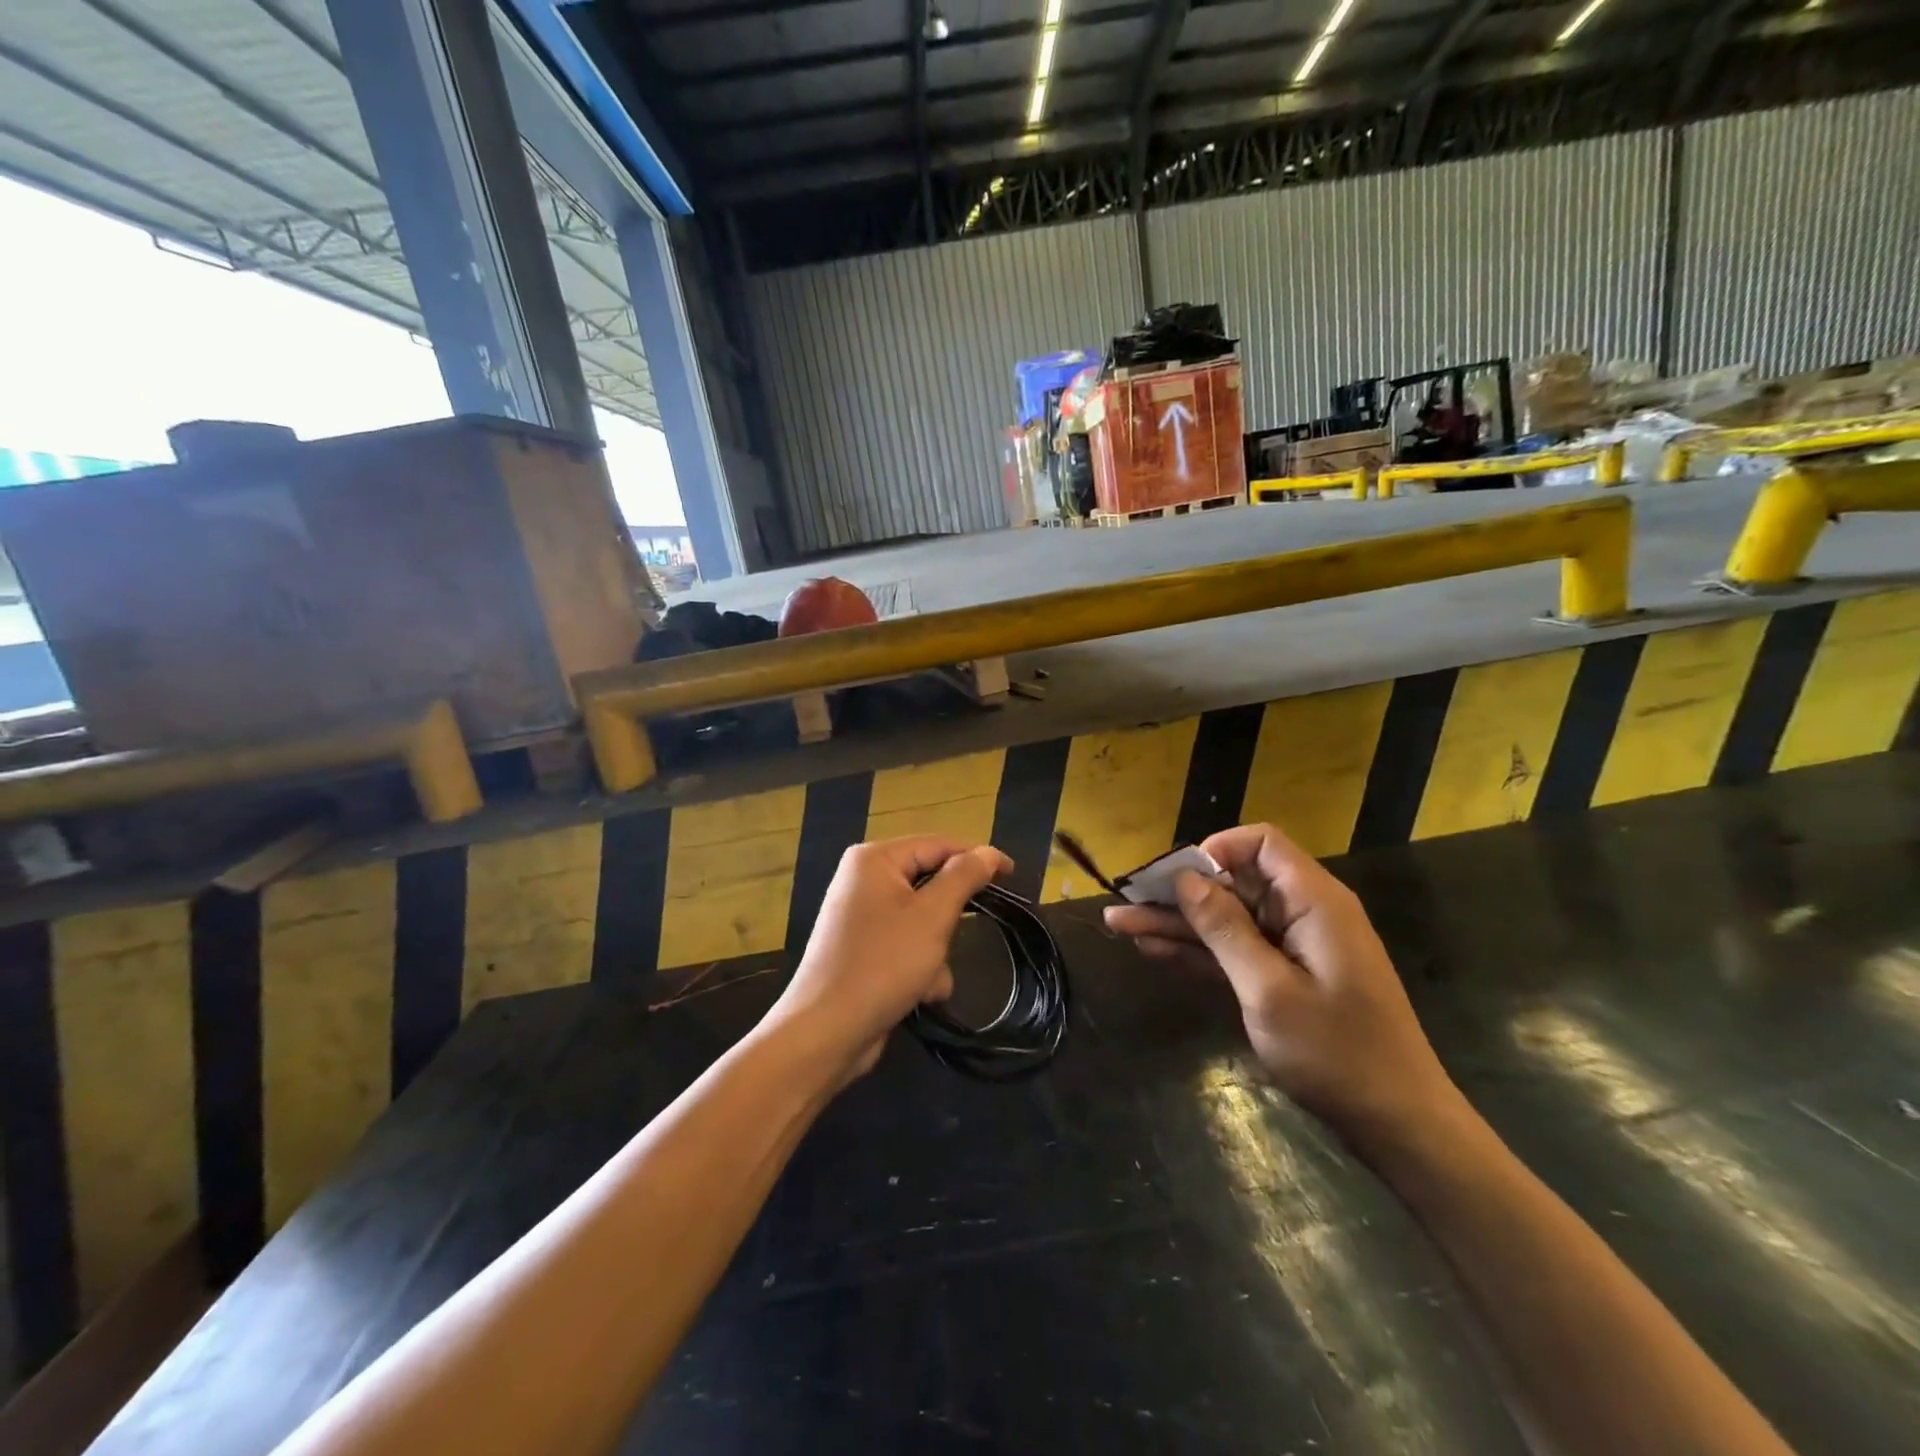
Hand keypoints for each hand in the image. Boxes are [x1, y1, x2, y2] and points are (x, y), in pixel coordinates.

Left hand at [772, 836, 1012, 1082]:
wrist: (826, 1031)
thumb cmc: (883, 963)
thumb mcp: (933, 916)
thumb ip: (964, 876)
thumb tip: (989, 852)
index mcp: (875, 859)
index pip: (937, 844)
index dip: (976, 856)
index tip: (1012, 874)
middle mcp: (863, 880)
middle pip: (929, 883)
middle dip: (949, 918)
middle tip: (961, 935)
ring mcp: (860, 917)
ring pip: (922, 919)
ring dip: (936, 950)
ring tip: (929, 977)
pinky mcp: (863, 950)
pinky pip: (905, 945)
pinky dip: (919, 967)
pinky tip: (920, 995)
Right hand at [1104, 823, 1457, 1147]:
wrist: (1397, 1124)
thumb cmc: (1337, 1054)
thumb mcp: (1270, 991)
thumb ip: (1225, 930)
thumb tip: (1185, 879)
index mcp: (1313, 902)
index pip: (1260, 844)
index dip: (1214, 851)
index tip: (1173, 879)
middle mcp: (1302, 913)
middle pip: (1232, 882)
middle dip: (1178, 891)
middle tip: (1124, 900)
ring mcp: (1292, 947)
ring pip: (1225, 919)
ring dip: (1176, 923)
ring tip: (1119, 924)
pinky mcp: (1283, 977)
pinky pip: (1233, 950)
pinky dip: (1197, 950)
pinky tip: (1152, 948)